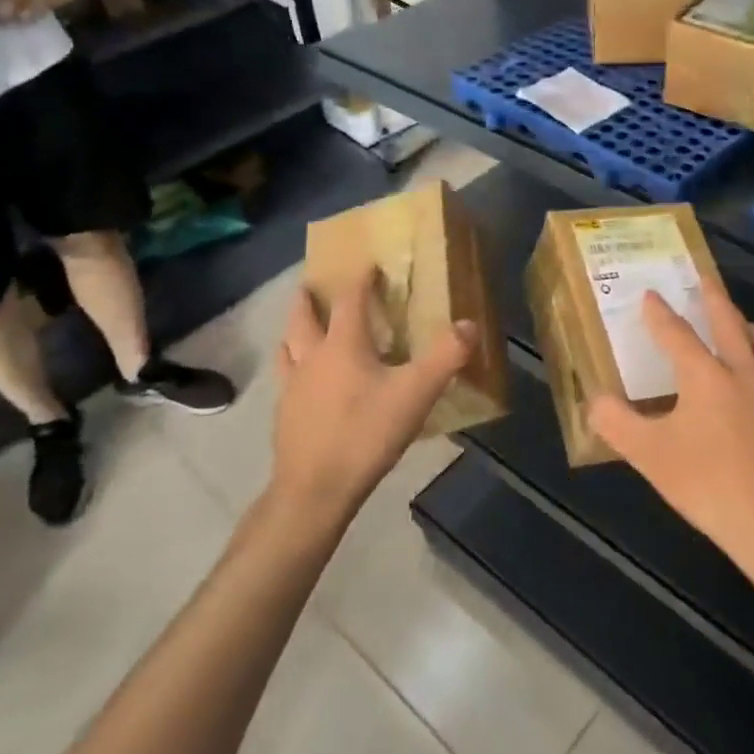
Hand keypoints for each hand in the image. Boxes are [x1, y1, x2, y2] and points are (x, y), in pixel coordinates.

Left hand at [268, 266, 474, 520]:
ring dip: (293, 332)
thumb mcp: (416, 393)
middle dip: (308, 299)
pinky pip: (285, 380)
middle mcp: (312, 357)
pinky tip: (302, 384)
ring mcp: (292, 388)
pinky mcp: (284, 416)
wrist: (316, 489)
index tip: (366, 265)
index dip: (359, 279)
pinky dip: (292, 369)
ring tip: (299, 329)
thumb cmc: (367, 433)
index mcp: (343, 345)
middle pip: (302, 317)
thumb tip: (469, 323)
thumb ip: (446, 356)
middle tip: (312, 286)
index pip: (349, 299)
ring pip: (287, 347)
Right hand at [588, 286, 753, 573]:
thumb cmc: (707, 485)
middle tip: (704, 278)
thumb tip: (594, 400)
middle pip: (730, 323)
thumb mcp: (649, 456)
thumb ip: (617, 423)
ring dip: (752, 329)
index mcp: (706, 377)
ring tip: (744, 327)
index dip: (660, 313)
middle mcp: (745, 374)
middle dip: (714, 297)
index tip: (650, 294)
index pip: (677, 334)